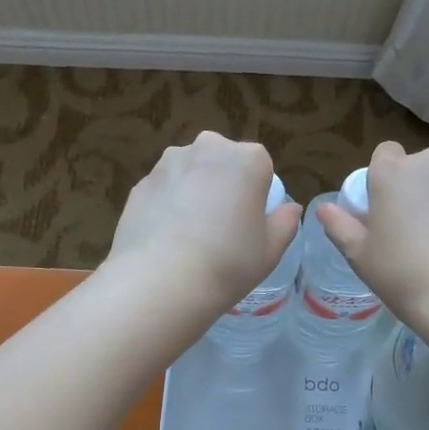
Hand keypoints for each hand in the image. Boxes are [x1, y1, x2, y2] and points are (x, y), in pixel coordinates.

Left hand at [104, 133, 299, 319]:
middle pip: (223, 161)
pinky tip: (166, 239)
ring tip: (189, 235)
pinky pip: (164, 190)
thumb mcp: (272, 249)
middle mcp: (207, 148)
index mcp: (247, 159)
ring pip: (190, 172)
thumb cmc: (228, 262)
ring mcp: (168, 163)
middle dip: (224, 184)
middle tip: (221, 226)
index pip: (261, 165)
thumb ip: (285, 222)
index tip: (250, 222)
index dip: (257, 193)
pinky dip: (167, 205)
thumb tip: (288, 208)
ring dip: (194, 191)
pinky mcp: (140, 183)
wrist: (160, 281)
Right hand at [316, 142, 428, 343]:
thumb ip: (339, 225)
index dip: (380, 177)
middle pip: (417, 166)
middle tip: (406, 226)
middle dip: (411, 186)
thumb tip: (324, 209)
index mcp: (394, 170)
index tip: (380, 207)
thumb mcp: (359, 255)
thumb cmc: (403, 274)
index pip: (384, 152)